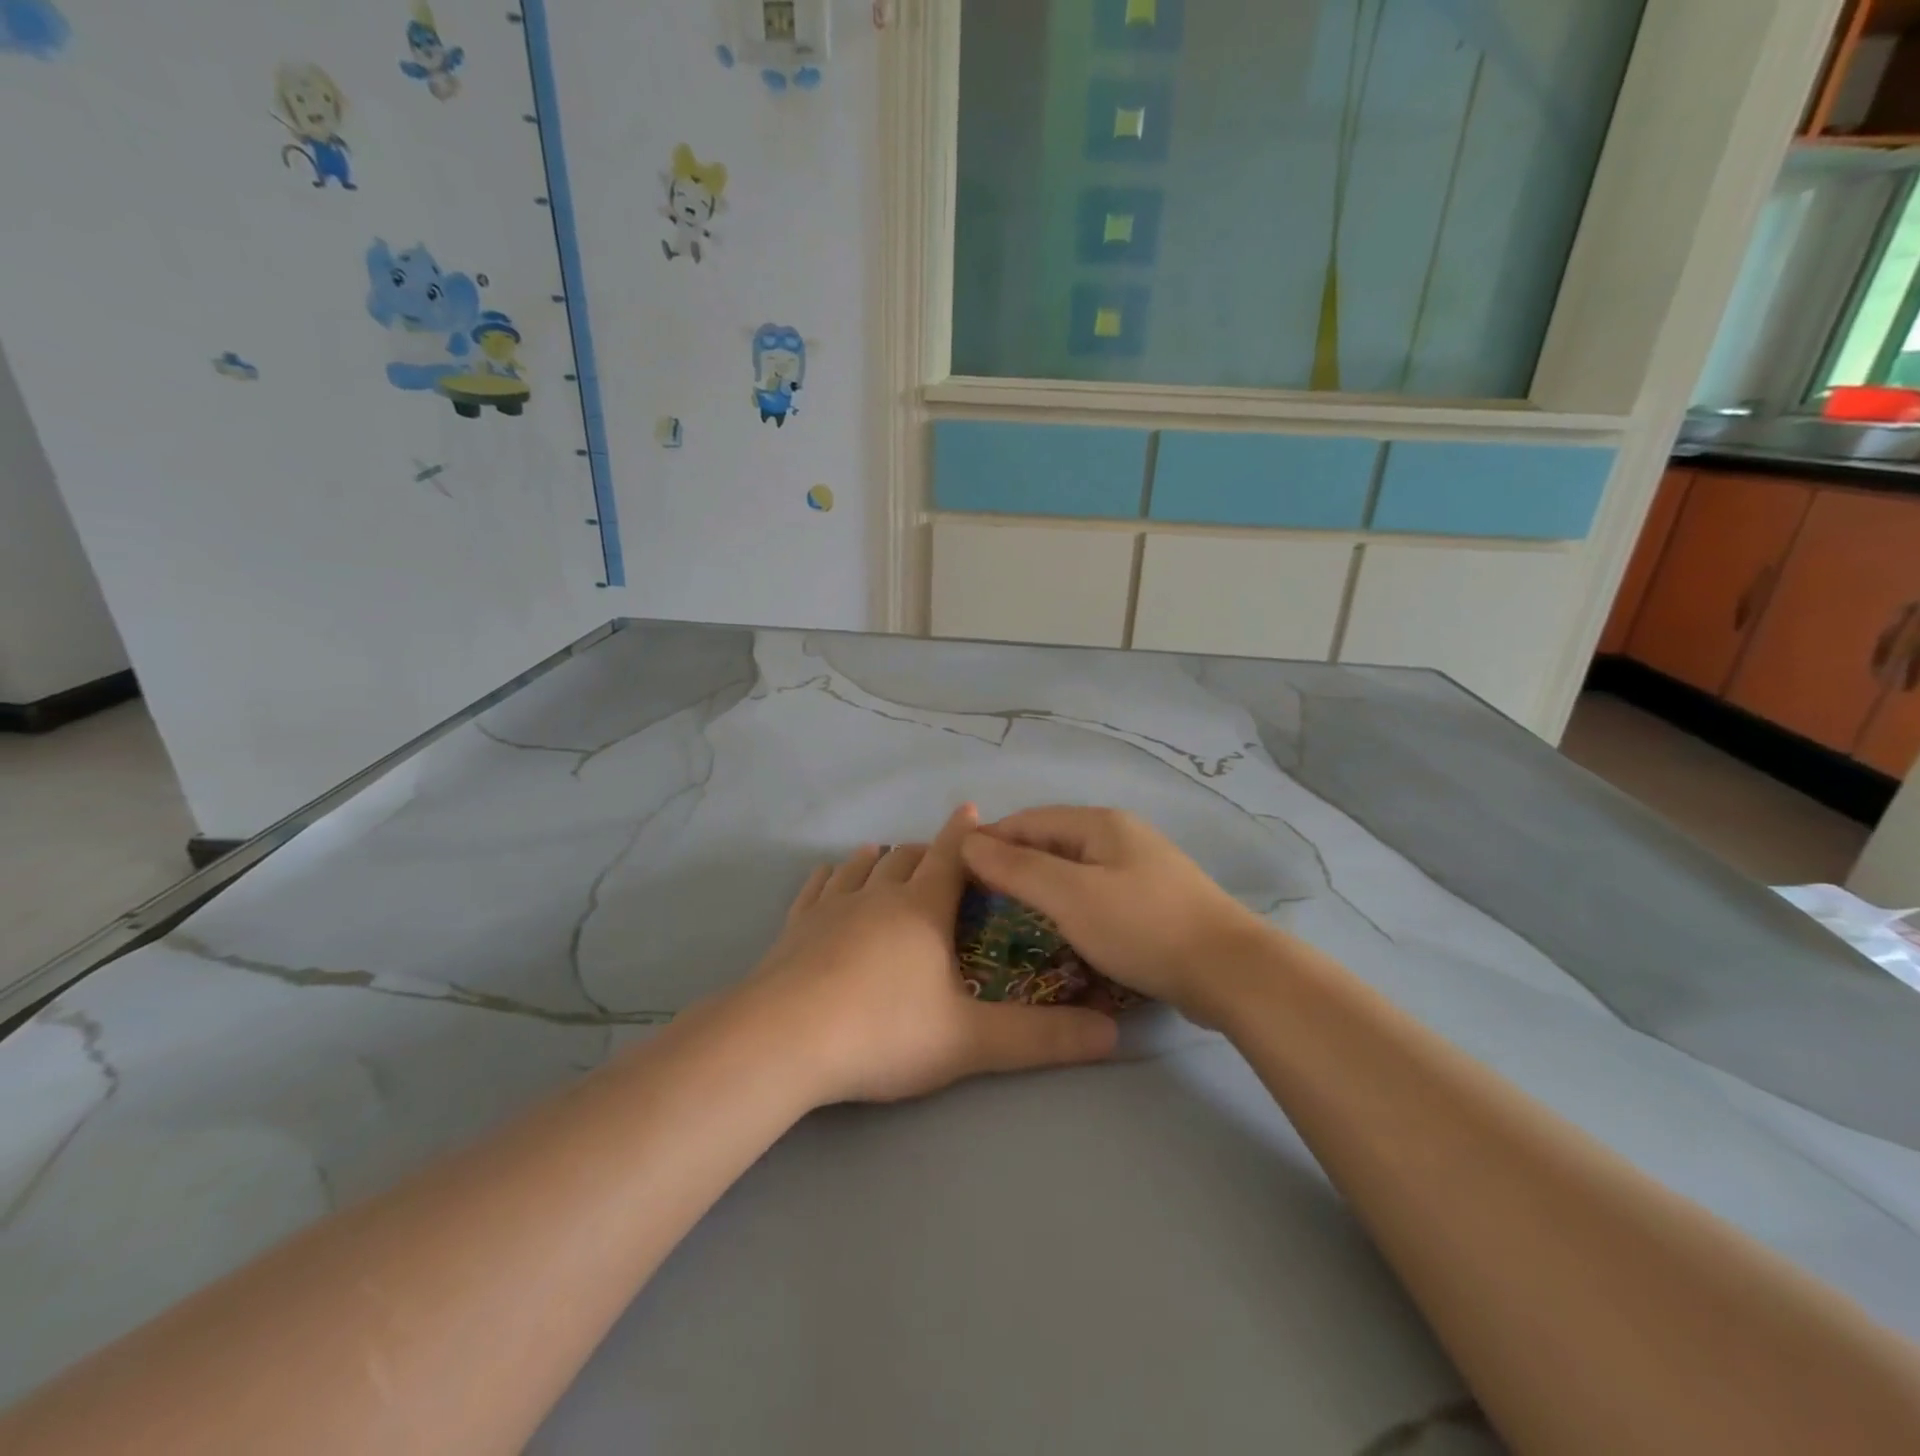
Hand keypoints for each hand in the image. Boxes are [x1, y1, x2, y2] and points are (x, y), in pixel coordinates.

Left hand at [737, 805, 1117, 1105]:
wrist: (785, 1040)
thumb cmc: (885, 1030)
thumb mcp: (971, 1040)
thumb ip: (1042, 1038)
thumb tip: (1112, 1034)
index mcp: (923, 910)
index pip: (952, 857)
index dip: (966, 834)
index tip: (973, 810)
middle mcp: (878, 896)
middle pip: (907, 859)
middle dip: (927, 851)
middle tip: (939, 853)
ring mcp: (831, 909)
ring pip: (860, 868)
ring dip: (879, 859)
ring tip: (886, 854)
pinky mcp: (794, 929)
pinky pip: (815, 889)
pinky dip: (829, 877)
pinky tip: (827, 876)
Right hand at [960, 806, 1280, 1023]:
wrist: (1230, 972)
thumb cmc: (1142, 927)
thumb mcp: (1071, 896)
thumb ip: (1017, 868)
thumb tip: (968, 840)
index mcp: (1100, 824)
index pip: (1029, 820)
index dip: (990, 840)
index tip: (954, 869)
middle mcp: (1120, 836)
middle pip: (1051, 841)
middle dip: (1013, 862)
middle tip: (976, 897)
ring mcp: (1140, 867)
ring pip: (1073, 868)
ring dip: (1039, 884)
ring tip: (1008, 913)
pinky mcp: (1152, 900)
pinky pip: (1095, 891)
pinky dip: (1068, 902)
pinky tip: (1057, 926)